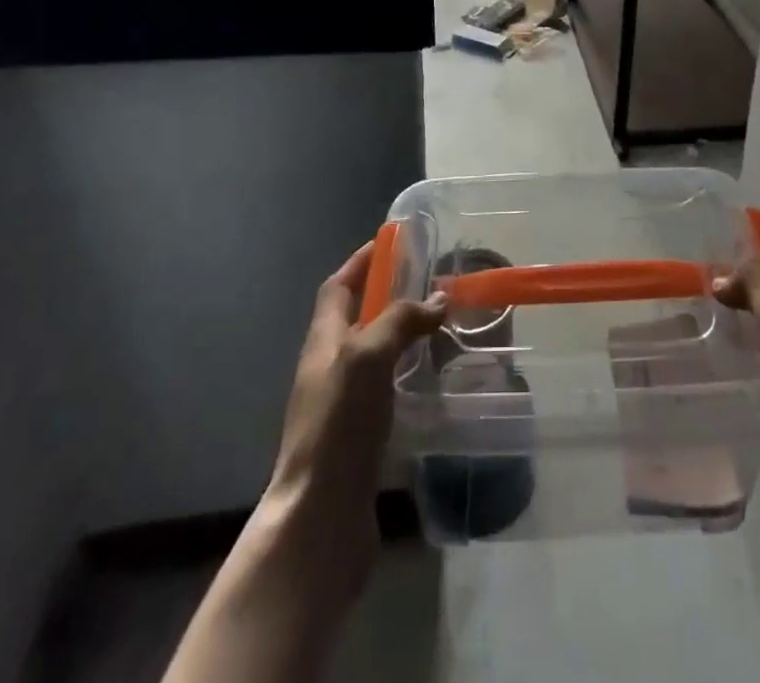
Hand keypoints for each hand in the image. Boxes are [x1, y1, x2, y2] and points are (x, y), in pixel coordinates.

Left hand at [264, 241, 446, 586]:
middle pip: (355, 318)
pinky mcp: (359, 437)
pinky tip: (431, 380)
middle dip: (386, 295)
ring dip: (400, 335)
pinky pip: (384, 389)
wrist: (320, 517)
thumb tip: (439, 298)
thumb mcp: (368, 356)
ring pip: (373, 354)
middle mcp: (329, 367)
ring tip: (439, 326)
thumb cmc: (339, 424)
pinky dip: (406, 374)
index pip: (338, 287)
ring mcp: (342, 405)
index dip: (361, 262)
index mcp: (324, 341)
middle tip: (429, 283)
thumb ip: (401, 321)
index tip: (390, 243)